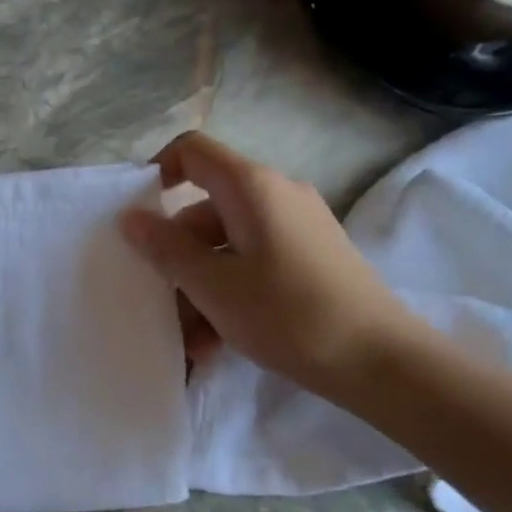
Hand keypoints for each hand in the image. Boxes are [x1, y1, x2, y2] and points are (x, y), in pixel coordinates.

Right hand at [118, 132, 416, 397]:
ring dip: (200, 288)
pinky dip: (230, 295)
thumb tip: (131, 217)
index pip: (192, 151)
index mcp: (252, 188)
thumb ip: (166, 249)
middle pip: (205, 210)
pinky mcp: (310, 259)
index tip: (136, 218)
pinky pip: (253, 265)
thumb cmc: (288, 314)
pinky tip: (216, 343)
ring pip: (227, 246)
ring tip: (190, 341)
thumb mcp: (213, 285)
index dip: (156, 172)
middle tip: (161, 304)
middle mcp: (277, 196)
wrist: (380, 360)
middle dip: (177, 257)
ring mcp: (297, 228)